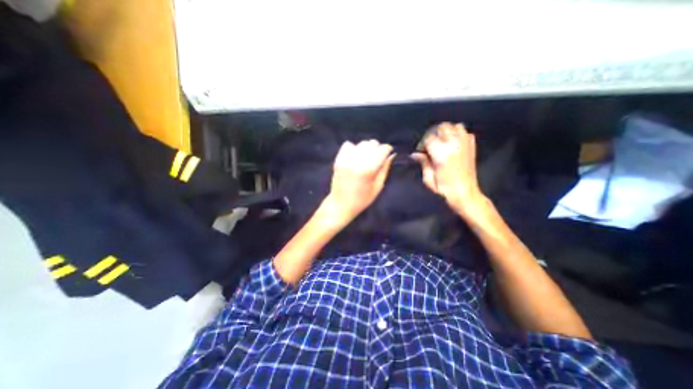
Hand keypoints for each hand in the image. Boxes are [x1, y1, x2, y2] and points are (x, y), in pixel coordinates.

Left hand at [325, 140, 394, 224]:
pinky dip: (354, 148)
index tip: (388, 154)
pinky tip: (355, 157)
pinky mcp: (338, 159)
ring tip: (366, 159)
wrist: (340, 204)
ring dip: (367, 149)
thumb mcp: (378, 187)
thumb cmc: (362, 200)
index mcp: (369, 169)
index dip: (388, 149)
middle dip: (378, 149)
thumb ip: (385, 169)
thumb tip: (392, 155)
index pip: (383, 149)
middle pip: (372, 143)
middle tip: (377, 159)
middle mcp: (357, 160)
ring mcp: (346, 158)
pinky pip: (348, 145)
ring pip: (361, 143)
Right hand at [413, 122, 488, 218]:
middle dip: (434, 134)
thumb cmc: (444, 189)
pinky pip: (466, 132)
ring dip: (447, 132)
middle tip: (430, 145)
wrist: (465, 193)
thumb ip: (423, 163)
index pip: (429, 138)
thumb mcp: (429, 179)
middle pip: (443, 127)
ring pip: (455, 126)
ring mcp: (465, 145)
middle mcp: (454, 146)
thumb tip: (415, 154)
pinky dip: (459, 134)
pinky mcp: (472, 147)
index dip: (423, 143)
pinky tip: (454, 143)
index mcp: (441, 154)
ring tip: (442, 141)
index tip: (421, 151)